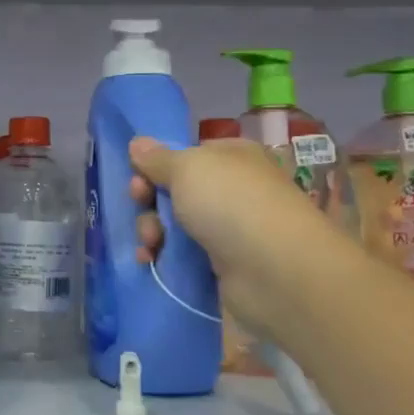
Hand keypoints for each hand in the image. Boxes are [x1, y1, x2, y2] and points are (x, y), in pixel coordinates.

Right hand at [128, 135, 321, 343]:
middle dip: (148, 200)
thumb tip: (137, 143)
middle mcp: (231, 189)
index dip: (155, 165)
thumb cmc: (231, 203)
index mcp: (230, 157)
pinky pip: (183, 255)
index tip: (137, 178)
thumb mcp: (187, 168)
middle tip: (140, 206)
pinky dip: (163, 257)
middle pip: (174, 190)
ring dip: (151, 230)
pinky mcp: (223, 265)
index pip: (184, 155)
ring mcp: (228, 228)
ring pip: (174, 224)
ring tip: (150, 243)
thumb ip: (157, 158)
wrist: (275, 271)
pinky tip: (150, 261)